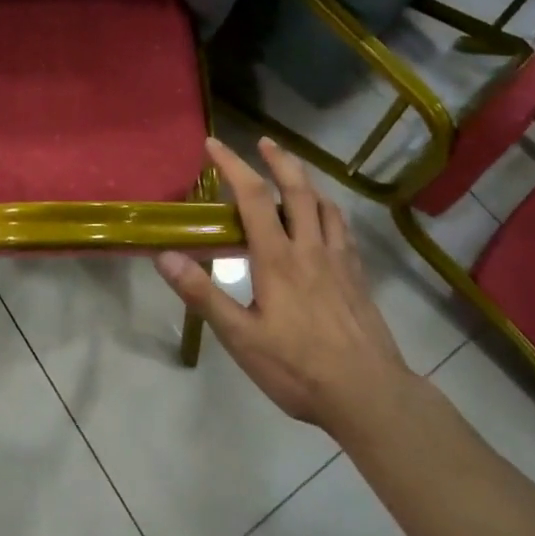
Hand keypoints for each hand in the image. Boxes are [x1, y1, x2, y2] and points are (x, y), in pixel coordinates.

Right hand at [155, 137, 412, 448]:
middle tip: (264, 141)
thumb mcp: (241, 338)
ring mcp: (339, 260)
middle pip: (297, 189)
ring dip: (307, 181)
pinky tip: (327, 219)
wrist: (369, 394)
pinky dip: (330, 210)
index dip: (233, 165)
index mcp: (277, 258)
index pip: (253, 196)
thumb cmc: (298, 368)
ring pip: (325, 205)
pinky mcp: (358, 276)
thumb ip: (203, 294)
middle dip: (279, 160)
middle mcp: (309, 248)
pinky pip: (343, 229)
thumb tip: (165, 256)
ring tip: (294, 173)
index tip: (214, 144)